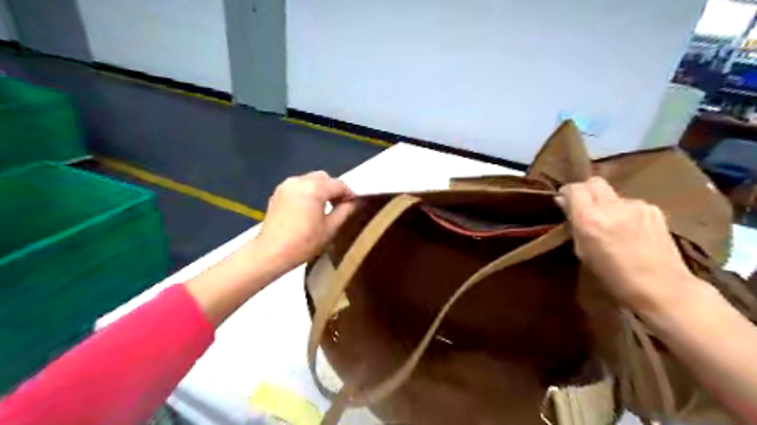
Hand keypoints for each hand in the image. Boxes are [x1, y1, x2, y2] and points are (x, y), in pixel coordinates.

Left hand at [257, 170, 357, 271]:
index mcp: (314, 188)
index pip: (339, 184)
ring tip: (324, 207)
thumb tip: (353, 202)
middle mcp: (299, 181)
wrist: (271, 252)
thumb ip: (345, 211)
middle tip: (339, 205)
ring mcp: (286, 185)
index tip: (354, 205)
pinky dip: (307, 191)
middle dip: (334, 189)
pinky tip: (308, 208)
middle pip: (324, 178)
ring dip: (320, 189)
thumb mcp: (330, 229)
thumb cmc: (304, 243)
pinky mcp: (277, 193)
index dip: (349, 194)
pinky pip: (298, 186)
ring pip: (310, 180)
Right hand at [554, 176, 696, 310]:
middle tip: (583, 206)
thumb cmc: (613, 277)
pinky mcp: (654, 210)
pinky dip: (624, 211)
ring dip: (606, 203)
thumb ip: (574, 224)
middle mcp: (612, 206)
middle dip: (586, 191)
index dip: (567, 193)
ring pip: (613, 194)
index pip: (574, 189)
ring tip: (610, 223)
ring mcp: (636, 206)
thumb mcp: (582, 252)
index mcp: (589, 218)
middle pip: (594, 182)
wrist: (662, 288)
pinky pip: (630, 203)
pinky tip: (629, 229)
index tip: (564, 202)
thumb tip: (565, 204)